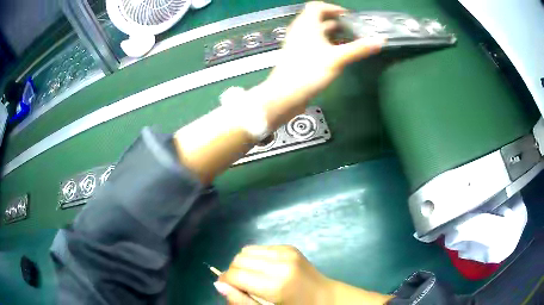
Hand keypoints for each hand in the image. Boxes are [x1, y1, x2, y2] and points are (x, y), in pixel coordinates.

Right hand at [216, 245, 332, 304]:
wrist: (325, 297)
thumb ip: (242, 301)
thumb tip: (218, 285)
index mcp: (277, 284)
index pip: (235, 275)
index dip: (225, 282)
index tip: (226, 289)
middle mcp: (281, 263)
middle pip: (239, 260)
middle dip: (234, 273)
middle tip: (242, 286)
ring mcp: (287, 252)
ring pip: (246, 251)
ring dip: (243, 264)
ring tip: (253, 278)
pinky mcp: (289, 247)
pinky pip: (260, 248)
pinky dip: (255, 259)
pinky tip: (265, 270)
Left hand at [253, 1, 384, 128]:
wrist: (285, 95)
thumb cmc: (309, 71)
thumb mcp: (337, 58)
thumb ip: (358, 49)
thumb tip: (380, 41)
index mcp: (306, 25)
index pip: (317, 6)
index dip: (333, 8)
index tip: (348, 16)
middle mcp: (300, 31)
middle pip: (318, 19)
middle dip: (336, 22)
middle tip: (353, 29)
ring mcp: (297, 44)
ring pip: (316, 33)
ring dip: (332, 34)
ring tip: (349, 41)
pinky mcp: (298, 56)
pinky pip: (313, 44)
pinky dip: (326, 44)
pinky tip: (337, 54)